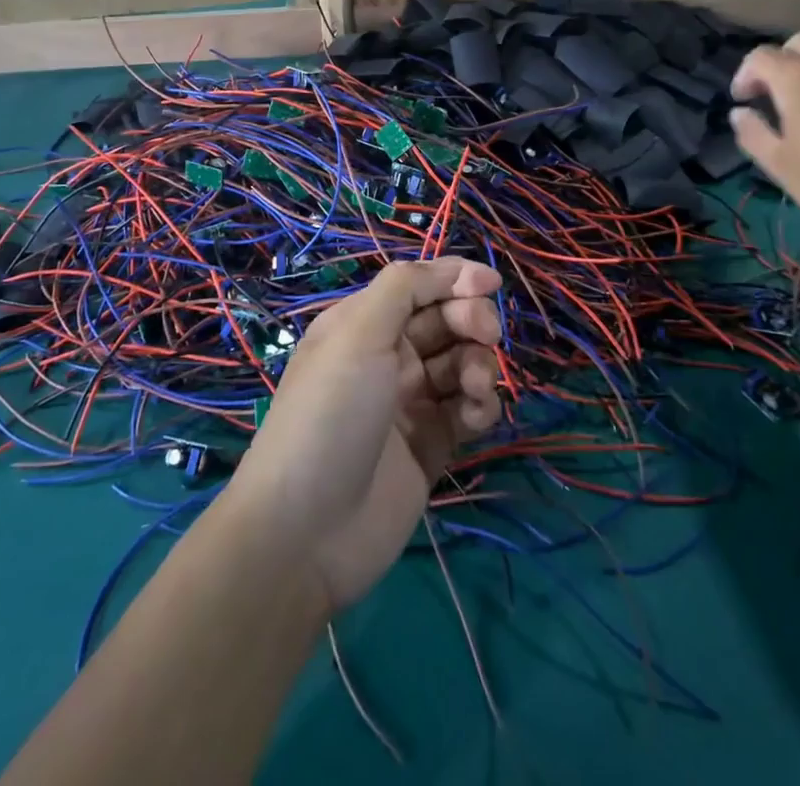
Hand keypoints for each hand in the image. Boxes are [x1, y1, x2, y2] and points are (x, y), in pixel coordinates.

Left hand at [229, 257, 502, 610]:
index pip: (418, 285)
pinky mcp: (432, 445)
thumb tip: (456, 268)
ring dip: (479, 363)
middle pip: (445, 319)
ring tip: (475, 387)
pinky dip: (481, 405)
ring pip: (462, 362)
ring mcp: (411, 402)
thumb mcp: (358, 334)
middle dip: (471, 319)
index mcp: (363, 324)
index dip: (455, 278)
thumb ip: (404, 288)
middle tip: (485, 334)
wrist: (308, 531)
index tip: (491, 284)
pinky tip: (477, 415)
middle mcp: (387, 356)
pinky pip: (468, 409)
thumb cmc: (331, 414)